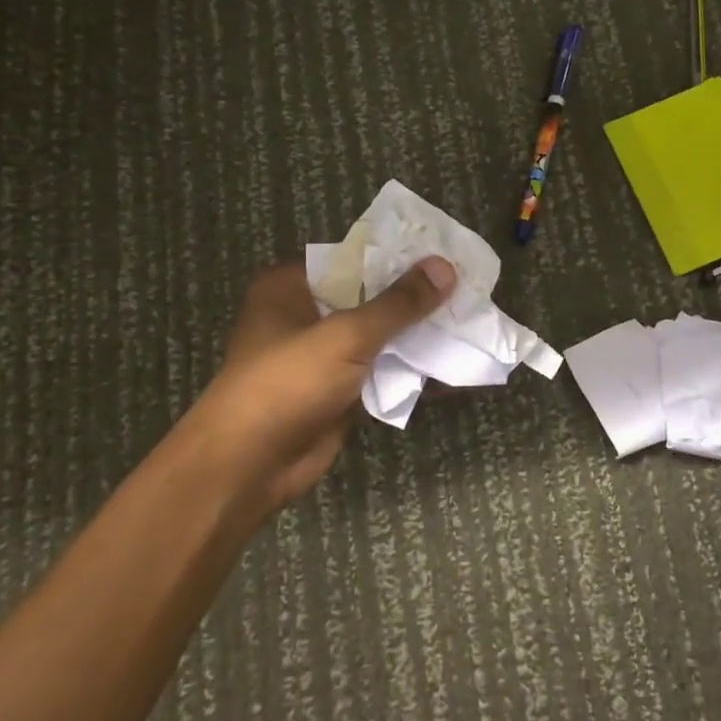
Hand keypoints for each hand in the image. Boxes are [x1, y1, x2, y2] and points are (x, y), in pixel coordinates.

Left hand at [154, 257, 456, 515]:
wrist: (249, 467)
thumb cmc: (286, 384)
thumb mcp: (345, 335)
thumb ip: (398, 303)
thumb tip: (445, 268)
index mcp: (292, 286)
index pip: (354, 258)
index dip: (399, 256)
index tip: (446, 254)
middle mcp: (306, 315)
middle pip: (371, 297)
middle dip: (416, 298)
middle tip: (469, 287)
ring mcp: (323, 356)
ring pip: (380, 336)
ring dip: (418, 334)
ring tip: (471, 321)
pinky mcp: (339, 391)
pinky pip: (382, 372)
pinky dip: (412, 369)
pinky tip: (453, 365)